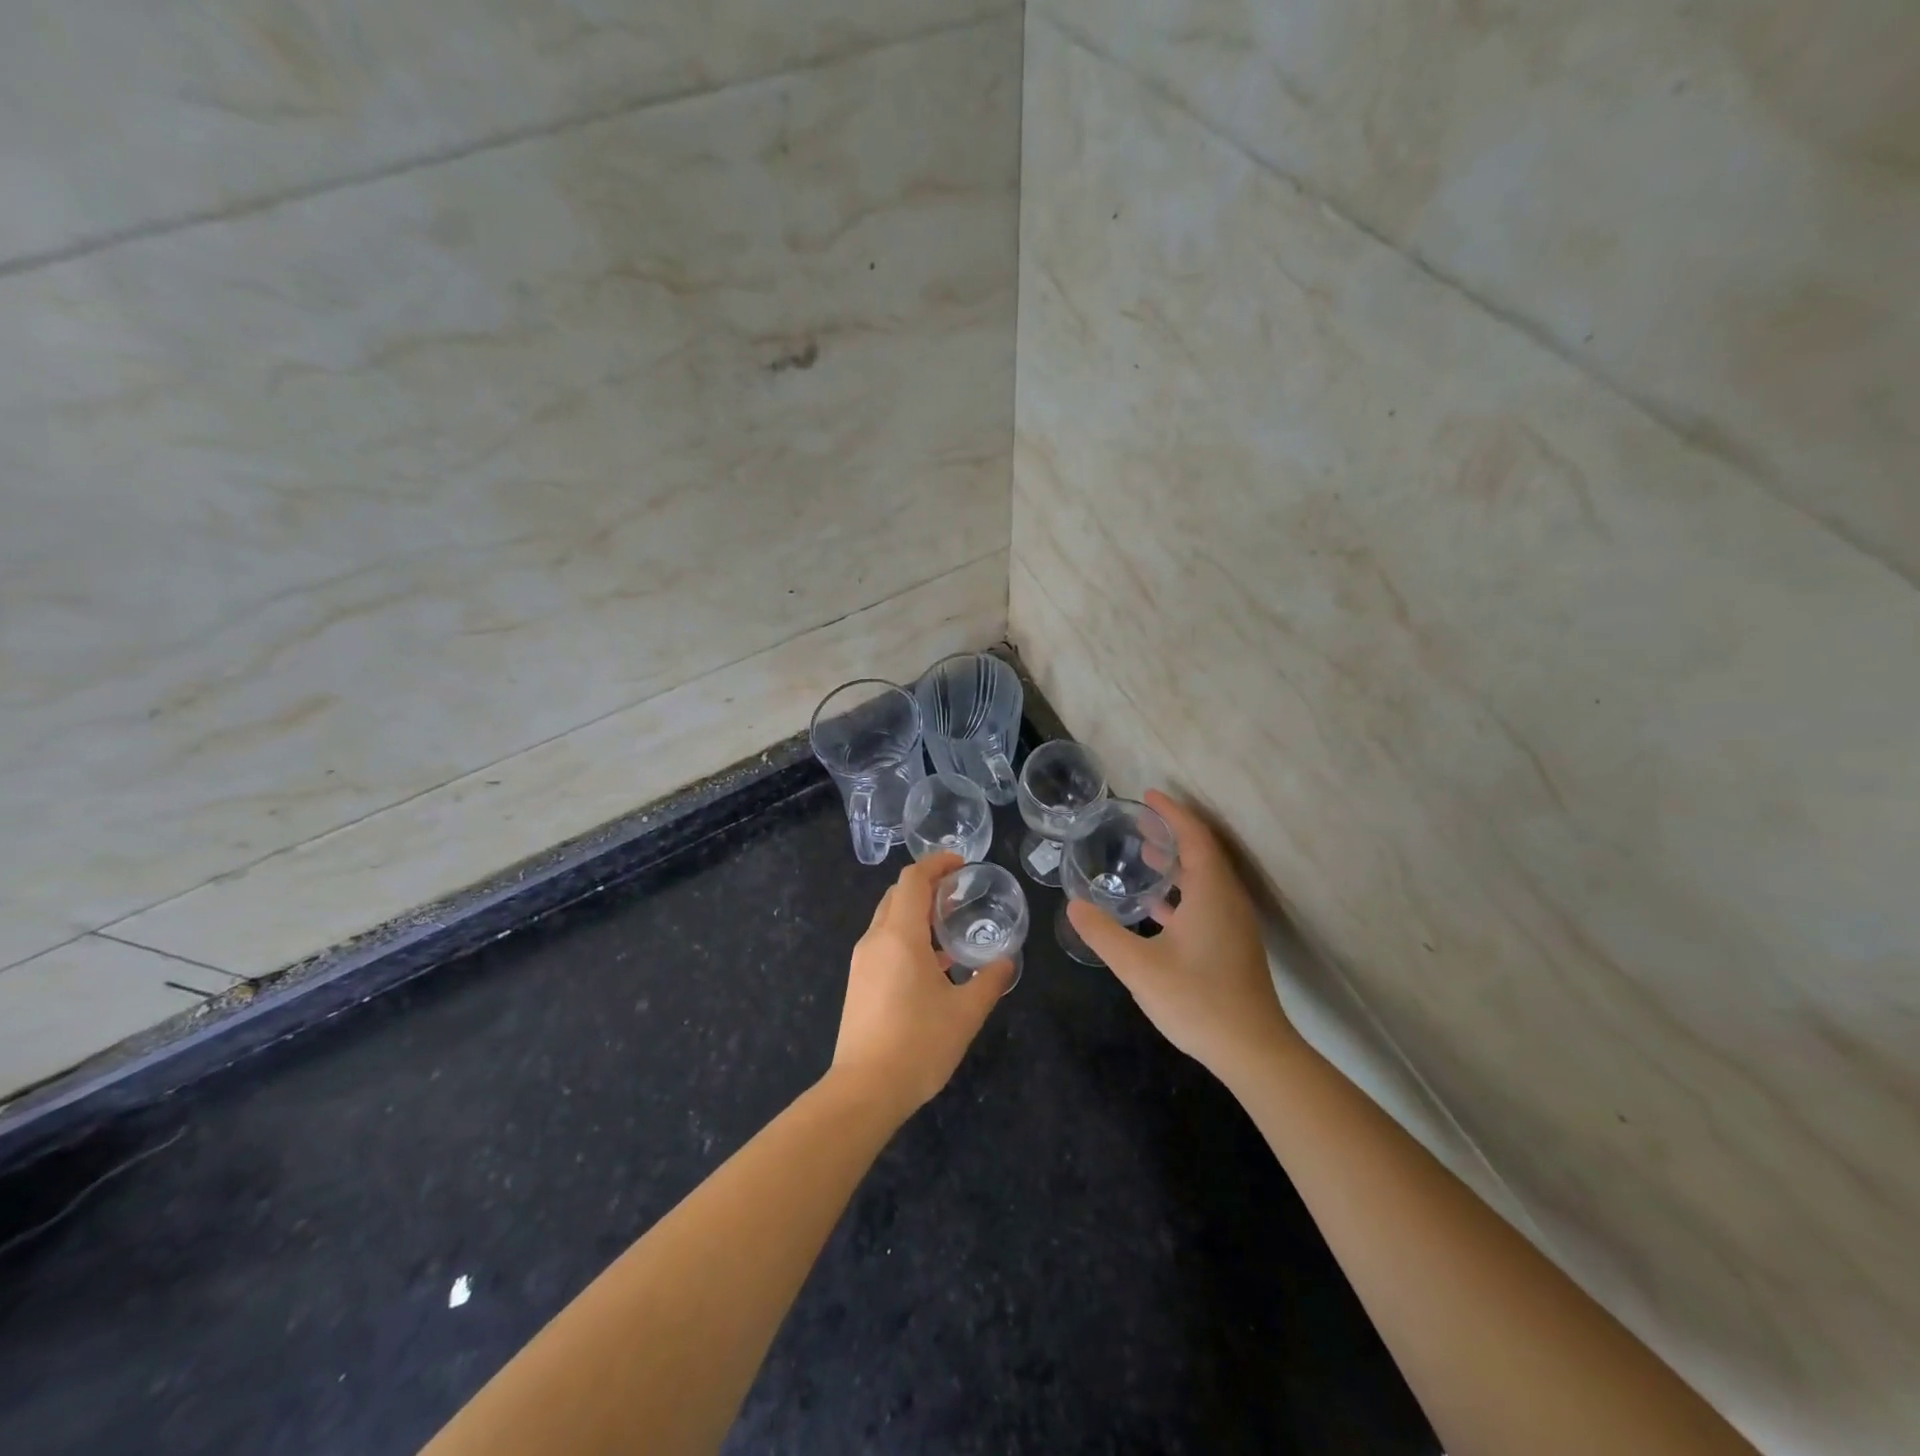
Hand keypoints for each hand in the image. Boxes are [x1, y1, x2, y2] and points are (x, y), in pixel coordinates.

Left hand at [830, 852, 1014, 1119]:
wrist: (864, 1090)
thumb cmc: (918, 1044)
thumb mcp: (965, 1013)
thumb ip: (990, 982)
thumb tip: (1007, 962)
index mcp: (900, 935)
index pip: (913, 880)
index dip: (937, 864)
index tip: (962, 864)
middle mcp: (875, 940)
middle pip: (897, 895)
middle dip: (928, 886)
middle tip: (960, 893)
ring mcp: (863, 962)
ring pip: (888, 920)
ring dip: (917, 914)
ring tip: (951, 927)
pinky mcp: (859, 983)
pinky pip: (884, 943)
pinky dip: (907, 937)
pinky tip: (934, 965)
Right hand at [1066, 791, 1299, 1081]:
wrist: (1253, 1051)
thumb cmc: (1197, 1001)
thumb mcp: (1139, 966)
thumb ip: (1103, 934)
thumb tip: (1073, 906)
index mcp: (1211, 893)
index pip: (1194, 837)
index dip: (1172, 813)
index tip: (1148, 795)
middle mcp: (1227, 900)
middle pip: (1202, 852)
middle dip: (1172, 833)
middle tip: (1139, 823)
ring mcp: (1233, 924)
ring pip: (1205, 879)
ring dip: (1177, 863)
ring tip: (1144, 856)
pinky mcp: (1232, 945)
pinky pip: (1207, 901)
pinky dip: (1182, 892)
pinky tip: (1156, 907)